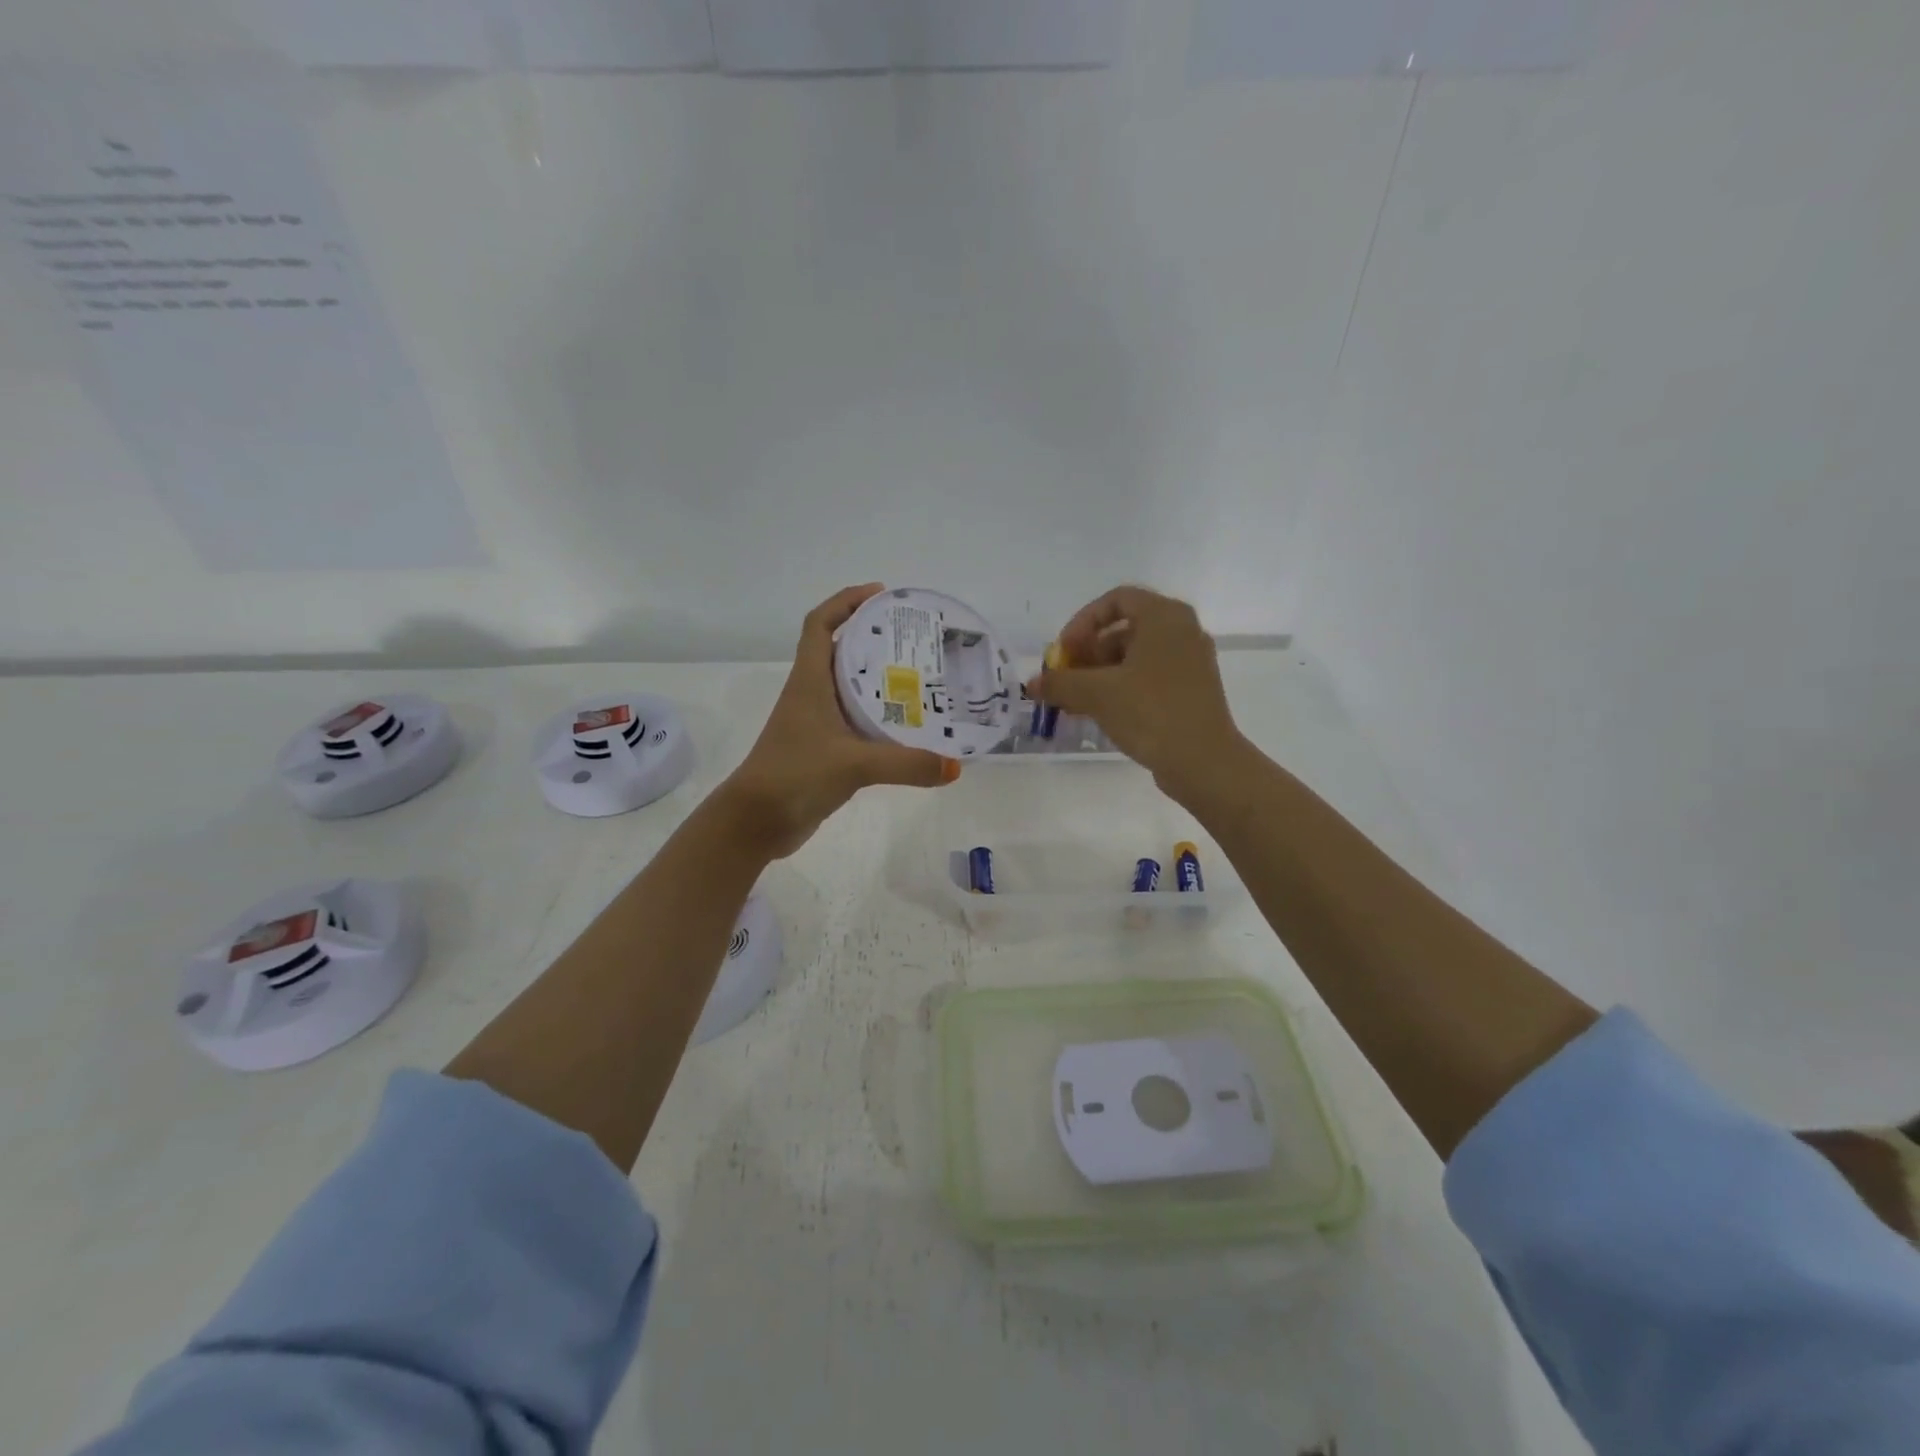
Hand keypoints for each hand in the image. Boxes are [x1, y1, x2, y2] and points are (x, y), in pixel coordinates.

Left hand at [719, 584, 958, 858]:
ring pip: (850, 688)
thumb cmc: (795, 775)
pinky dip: (879, 716)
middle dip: (875, 638)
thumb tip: (954, 767)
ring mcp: (816, 723)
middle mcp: (811, 694)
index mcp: (809, 681)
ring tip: (922, 677)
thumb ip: (906, 764)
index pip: (820, 624)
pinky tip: (908, 725)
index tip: (880, 595)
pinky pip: (856, 721)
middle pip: (841, 651)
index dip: (845, 601)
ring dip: (879, 679)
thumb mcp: (854, 764)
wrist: (756, 822)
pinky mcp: (824, 749)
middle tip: (917, 640)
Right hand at [1027, 585, 1244, 798]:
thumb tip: (1033, 684)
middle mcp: (1182, 631)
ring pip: (1136, 655)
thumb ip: (1060, 683)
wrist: (1204, 761)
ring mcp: (1191, 661)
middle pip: (1125, 628)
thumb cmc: (1150, 712)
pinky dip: (1122, 686)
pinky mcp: (1192, 689)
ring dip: (1101, 672)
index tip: (1064, 652)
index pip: (1115, 600)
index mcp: (1164, 617)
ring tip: (1076, 701)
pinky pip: (1149, 675)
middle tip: (1066, 678)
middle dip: (1088, 651)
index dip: (1082, 622)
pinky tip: (1100, 712)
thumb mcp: (1097, 694)